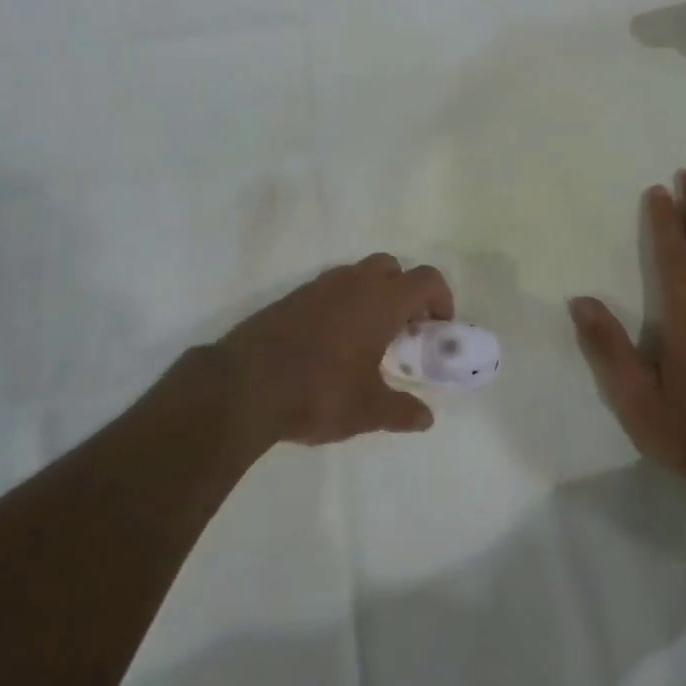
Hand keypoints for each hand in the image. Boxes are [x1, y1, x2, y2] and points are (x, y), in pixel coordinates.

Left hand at [210, 254, 453, 446]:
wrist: (244, 386)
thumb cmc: (318, 392)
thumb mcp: (367, 410)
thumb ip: (401, 411)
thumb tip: (425, 418)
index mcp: (380, 301)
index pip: (426, 279)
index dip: (441, 299)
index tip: (437, 328)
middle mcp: (352, 283)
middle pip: (391, 267)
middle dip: (405, 291)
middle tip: (404, 329)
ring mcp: (317, 287)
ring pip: (357, 275)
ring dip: (371, 296)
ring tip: (368, 339)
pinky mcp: (290, 298)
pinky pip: (328, 290)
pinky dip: (341, 305)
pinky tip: (332, 343)